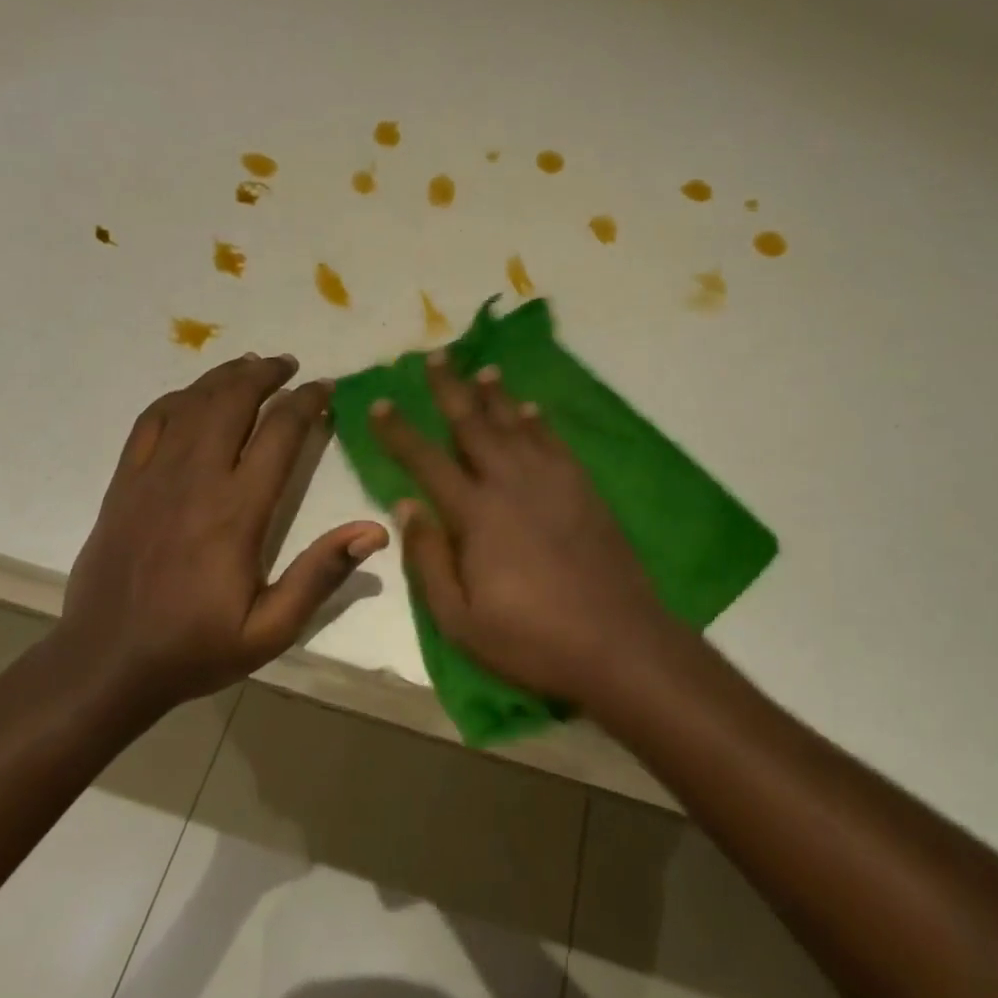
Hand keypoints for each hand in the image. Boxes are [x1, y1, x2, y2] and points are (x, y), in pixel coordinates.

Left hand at [63, 353, 389, 704]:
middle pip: (233, 402)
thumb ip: (321, 575)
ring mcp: (154, 476)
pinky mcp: (124, 483)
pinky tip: (195, 395)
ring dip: (226, 376)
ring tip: (252, 365)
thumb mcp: (271, 629)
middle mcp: (196, 479)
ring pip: (193, 403)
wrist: (106, 663)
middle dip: (266, 375)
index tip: (326, 389)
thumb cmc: (196, 647)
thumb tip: (375, 531)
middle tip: (290, 365)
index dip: (307, 402)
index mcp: (237, 511)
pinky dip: (178, 398)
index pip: (280, 433)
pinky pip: (151, 421)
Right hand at [368, 353, 667, 705]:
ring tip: (483, 370)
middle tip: (435, 356)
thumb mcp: (460, 619)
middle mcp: (510, 483)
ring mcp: (551, 481)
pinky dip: (538, 421)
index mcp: (475, 514)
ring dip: (496, 395)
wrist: (617, 642)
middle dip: (450, 388)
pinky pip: (554, 441)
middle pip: (473, 424)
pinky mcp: (583, 488)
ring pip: (515, 424)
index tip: (380, 403)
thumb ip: (428, 559)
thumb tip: (405, 505)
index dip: (399, 431)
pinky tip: (531, 409)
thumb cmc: (531, 639)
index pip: (426, 461)